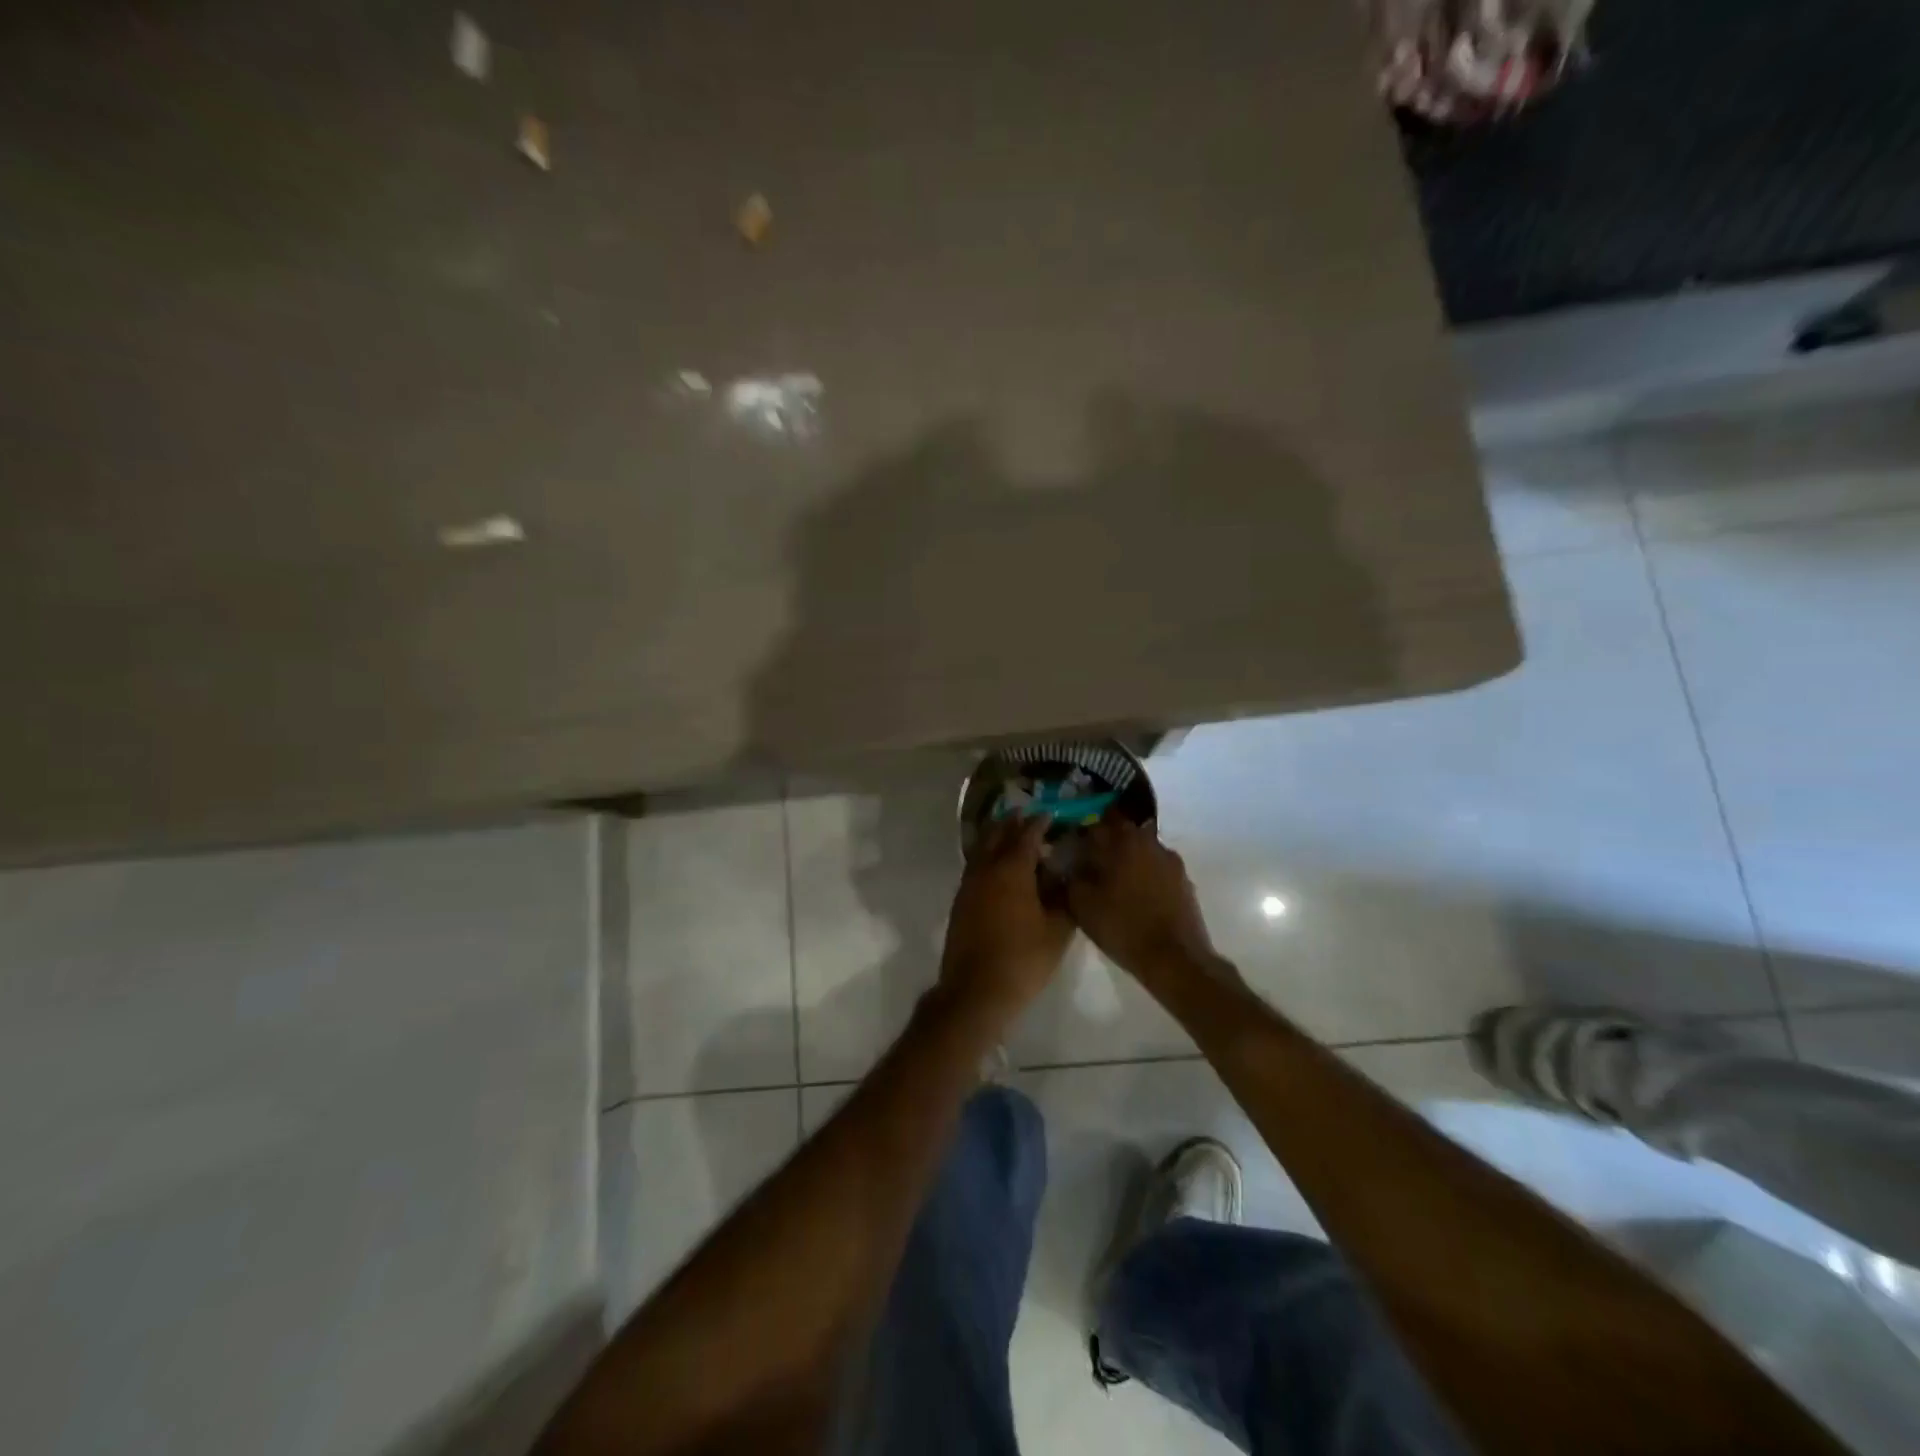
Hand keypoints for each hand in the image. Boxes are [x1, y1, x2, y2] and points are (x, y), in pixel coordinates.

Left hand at [938, 816, 1074, 1021]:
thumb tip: (1065, 877)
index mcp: (1011, 870)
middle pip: (997, 835)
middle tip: (1025, 815)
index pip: (1026, 836)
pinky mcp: (960, 902)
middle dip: (1012, 823)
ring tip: (1010, 834)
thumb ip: (1063, 898)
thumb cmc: (1023, 959)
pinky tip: (997, 868)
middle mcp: (986, 869)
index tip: (1049, 814)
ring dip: (996, 838)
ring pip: (982, 850)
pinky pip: (975, 867)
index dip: (1039, 823)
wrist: (976, 990)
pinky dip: (987, 857)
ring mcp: (969, 885)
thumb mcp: (1057, 930)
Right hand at [1066, 815, 1223, 988]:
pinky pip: (1157, 869)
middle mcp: (1150, 842)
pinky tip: (1136, 897)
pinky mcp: (1184, 881)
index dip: (1082, 832)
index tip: (1072, 845)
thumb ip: (1071, 876)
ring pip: (1141, 850)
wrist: (1174, 959)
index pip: (1098, 821)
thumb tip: (1066, 863)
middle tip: (1092, 863)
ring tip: (1114, 883)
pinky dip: (1145, 876)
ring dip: (1127, 859)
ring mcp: (1171, 861)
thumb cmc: (1123, 926)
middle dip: (1107, 844)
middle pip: (1123, 833)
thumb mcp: (1082, 904)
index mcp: (1123, 840)